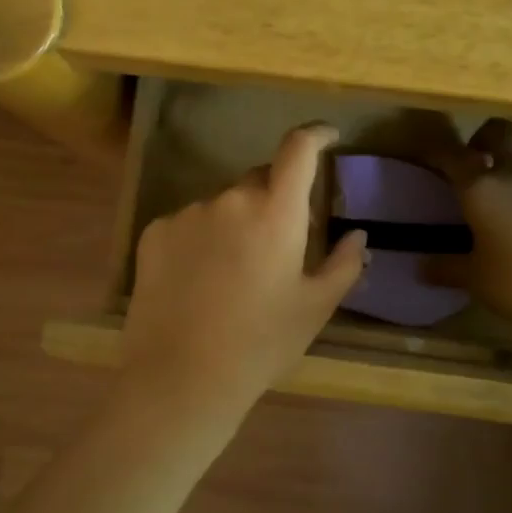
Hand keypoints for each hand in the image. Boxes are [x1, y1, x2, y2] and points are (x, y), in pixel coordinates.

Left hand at [118, 123, 367, 432]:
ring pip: (222, 205)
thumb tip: (357, 236)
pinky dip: (200, 239)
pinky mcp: (154, 232)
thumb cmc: (260, 344)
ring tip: (233, 274)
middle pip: (259, 180)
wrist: (180, 377)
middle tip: (278, 244)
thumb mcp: (314, 309)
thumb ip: (343, 265)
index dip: (315, 135)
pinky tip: (198, 281)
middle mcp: (230, 200)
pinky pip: (188, 223)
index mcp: (276, 212)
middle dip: (274, 199)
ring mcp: (188, 214)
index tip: (326, 137)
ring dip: (234, 222)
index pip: (298, 150)